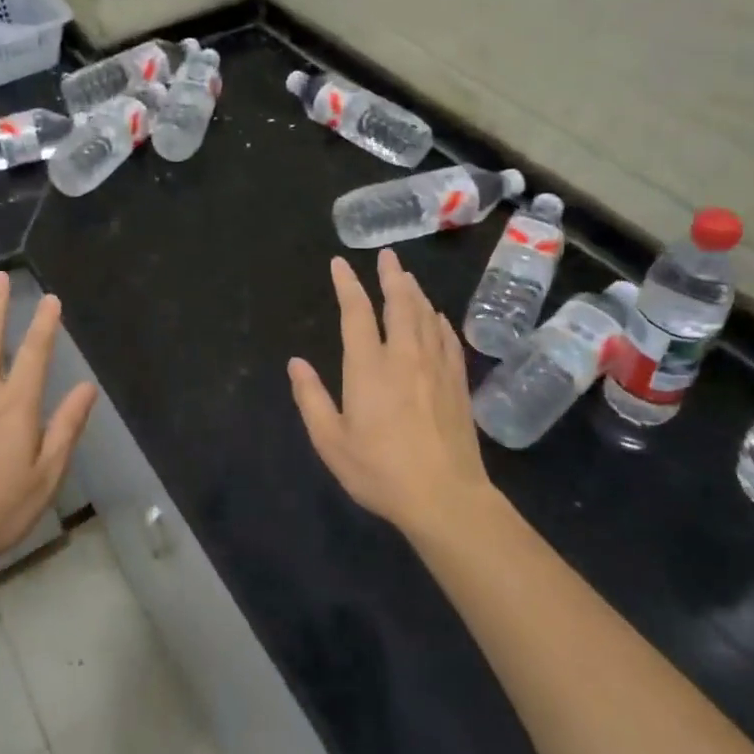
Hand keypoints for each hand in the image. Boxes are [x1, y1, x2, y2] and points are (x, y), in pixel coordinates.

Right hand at [288, 250, 492, 540]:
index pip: (356, 313)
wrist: (446, 498)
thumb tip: (295, 363)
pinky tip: (437, 317)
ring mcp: (436, 367)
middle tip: (387, 255)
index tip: (340, 263)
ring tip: (407, 277)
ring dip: (414, 292)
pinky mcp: (457, 383)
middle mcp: (404, 356)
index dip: (347, 284)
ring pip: (426, 316)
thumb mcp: (331, 441)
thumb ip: (311, 398)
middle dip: (391, 276)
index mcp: (369, 367)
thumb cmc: (380, 471)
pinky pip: (448, 339)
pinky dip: (439, 321)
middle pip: (399, 304)